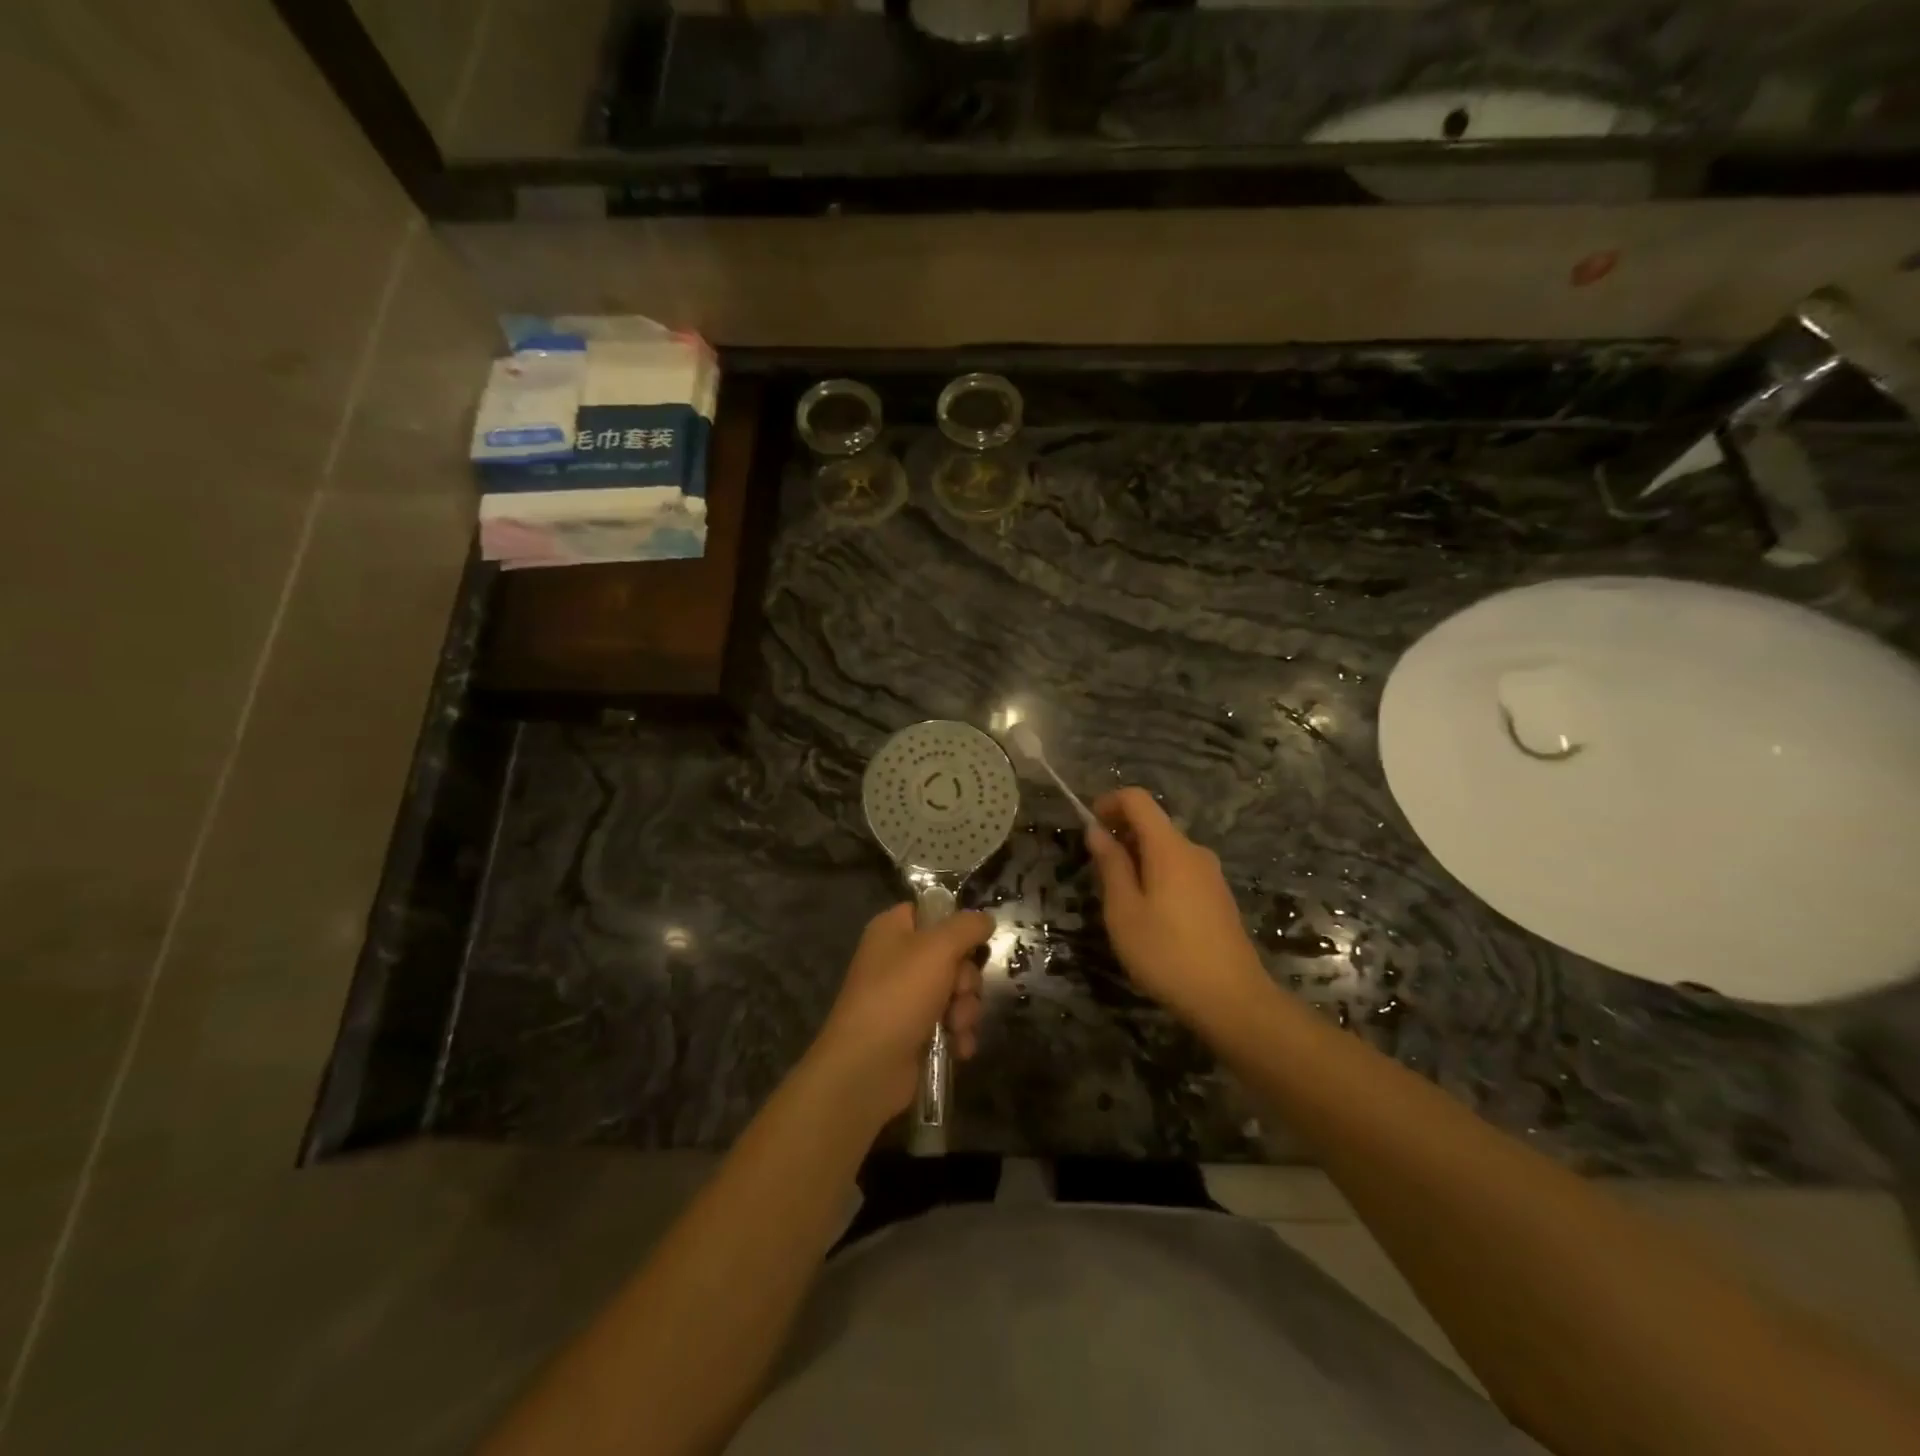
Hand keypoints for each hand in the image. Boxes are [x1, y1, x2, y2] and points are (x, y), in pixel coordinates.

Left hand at [809, 904, 991, 1125]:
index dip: (955, 925)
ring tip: (956, 1026)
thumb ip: (967, 927)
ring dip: (965, 1010)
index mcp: (893, 930)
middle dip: (966, 980)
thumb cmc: (899, 995)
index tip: (974, 940)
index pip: (931, 912)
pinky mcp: (915, 1032)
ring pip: (956, 992)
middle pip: (952, 955)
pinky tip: (958, 1047)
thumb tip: (985, 919)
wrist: (867, 1068)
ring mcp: (906, 998)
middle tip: (958, 993)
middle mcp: (898, 960)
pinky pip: (950, 1023)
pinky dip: (958, 1034)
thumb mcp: (938, 949)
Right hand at [1085, 787, 1270, 1028]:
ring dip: (1138, 859)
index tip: (1089, 828)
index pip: (1138, 799)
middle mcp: (1194, 851)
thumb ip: (1111, 865)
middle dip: (1121, 835)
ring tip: (1120, 899)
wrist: (1231, 1000)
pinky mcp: (1218, 897)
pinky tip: (1150, 916)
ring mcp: (1210, 875)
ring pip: (1166, 850)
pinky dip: (1157, 875)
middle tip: (1097, 872)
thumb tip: (1097, 830)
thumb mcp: (1124, 911)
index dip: (1109, 803)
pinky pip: (1180, 870)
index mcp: (1169, 847)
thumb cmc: (1166, 954)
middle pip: (1153, 824)